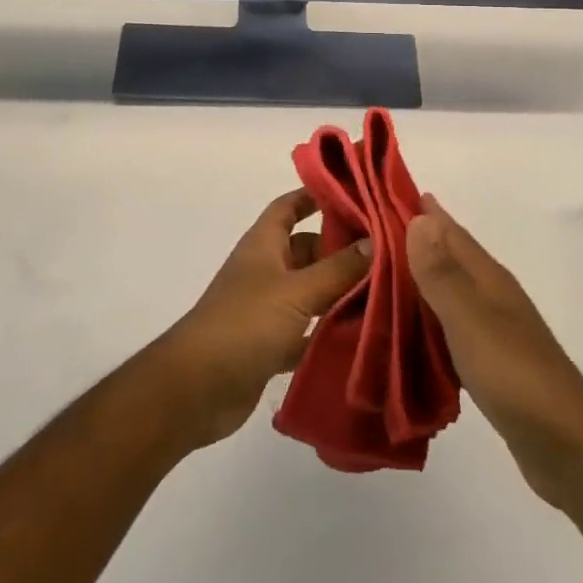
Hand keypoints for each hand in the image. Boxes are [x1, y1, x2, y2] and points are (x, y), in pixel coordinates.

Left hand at [155, 189, 371, 450]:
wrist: (196, 389)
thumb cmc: (244, 324)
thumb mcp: (297, 291)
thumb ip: (338, 268)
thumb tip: (375, 241)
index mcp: (264, 245)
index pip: (289, 207)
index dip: (315, 196)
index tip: (353, 193)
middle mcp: (265, 271)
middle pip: (306, 249)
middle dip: (340, 249)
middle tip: (386, 251)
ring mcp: (266, 309)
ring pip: (309, 291)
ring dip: (339, 292)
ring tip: (385, 290)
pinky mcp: (269, 345)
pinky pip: (306, 331)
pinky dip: (327, 331)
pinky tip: (361, 334)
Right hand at [408, 196, 582, 512]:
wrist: (568, 447)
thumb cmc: (515, 376)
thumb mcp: (470, 320)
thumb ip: (442, 273)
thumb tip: (419, 217)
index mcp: (488, 279)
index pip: (448, 232)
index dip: (420, 211)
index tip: (382, 192)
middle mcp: (492, 295)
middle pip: (449, 256)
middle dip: (415, 240)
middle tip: (368, 231)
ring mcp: (494, 329)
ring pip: (449, 290)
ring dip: (419, 278)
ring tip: (378, 275)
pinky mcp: (491, 362)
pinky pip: (449, 325)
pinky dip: (427, 317)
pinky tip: (409, 328)